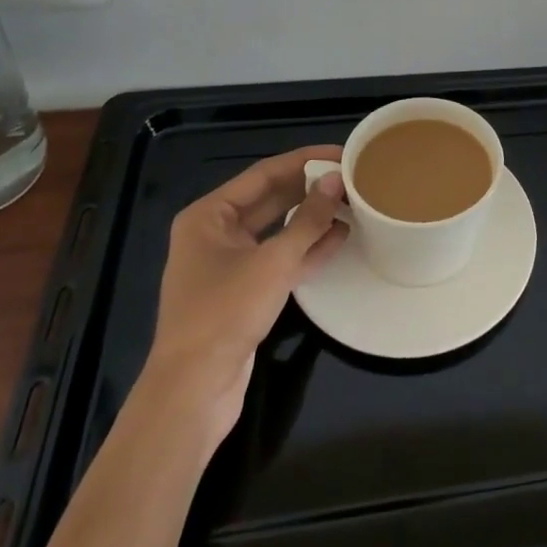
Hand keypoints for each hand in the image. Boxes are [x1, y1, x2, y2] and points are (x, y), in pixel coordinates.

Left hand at [140, 145, 348, 440]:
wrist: (193, 392)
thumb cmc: (225, 314)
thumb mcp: (273, 262)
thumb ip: (308, 219)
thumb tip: (336, 180)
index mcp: (209, 215)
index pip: (264, 173)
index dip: (305, 160)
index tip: (342, 153)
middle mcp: (216, 233)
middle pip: (271, 199)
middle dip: (310, 189)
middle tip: (352, 177)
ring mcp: (230, 264)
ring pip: (278, 229)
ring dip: (313, 218)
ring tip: (353, 203)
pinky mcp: (244, 292)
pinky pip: (280, 258)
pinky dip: (307, 248)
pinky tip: (340, 237)